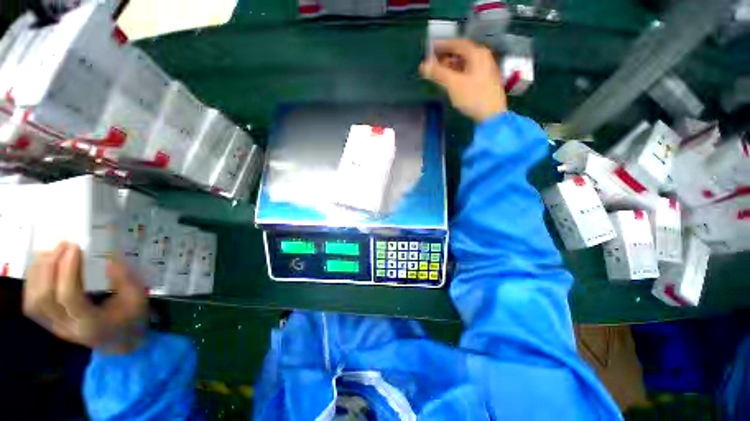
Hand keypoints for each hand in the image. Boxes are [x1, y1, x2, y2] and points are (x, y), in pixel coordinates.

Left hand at [23, 242, 147, 353]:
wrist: (121, 343)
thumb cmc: (132, 319)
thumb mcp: (138, 299)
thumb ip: (125, 279)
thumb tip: (109, 258)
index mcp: (92, 325)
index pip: (70, 297)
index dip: (68, 270)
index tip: (75, 248)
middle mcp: (68, 328)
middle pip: (45, 298)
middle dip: (49, 267)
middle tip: (62, 245)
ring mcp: (55, 328)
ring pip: (33, 301)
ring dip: (37, 273)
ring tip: (49, 252)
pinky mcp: (50, 324)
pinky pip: (31, 304)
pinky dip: (32, 283)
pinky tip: (41, 268)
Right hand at [420, 39, 507, 121]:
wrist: (491, 115)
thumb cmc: (473, 96)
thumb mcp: (453, 83)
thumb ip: (438, 73)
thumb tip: (423, 66)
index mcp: (477, 54)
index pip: (457, 43)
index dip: (442, 45)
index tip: (430, 48)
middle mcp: (483, 57)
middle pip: (461, 53)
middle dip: (445, 57)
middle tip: (432, 62)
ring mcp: (485, 69)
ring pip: (465, 63)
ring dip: (451, 66)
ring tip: (439, 72)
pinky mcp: (485, 81)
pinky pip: (468, 71)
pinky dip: (458, 73)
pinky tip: (451, 80)